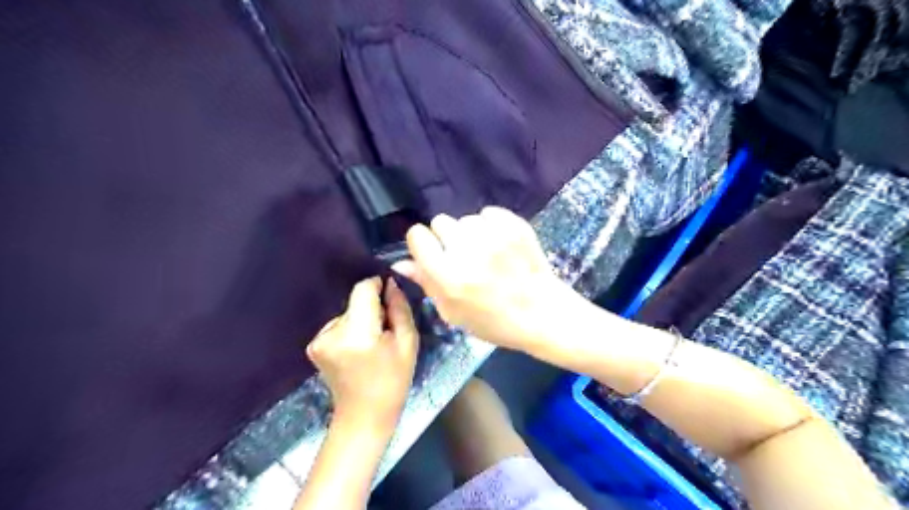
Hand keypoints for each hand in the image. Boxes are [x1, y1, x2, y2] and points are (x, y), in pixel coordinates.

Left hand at [305, 277, 417, 422]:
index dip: (378, 286)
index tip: (390, 296)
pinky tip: (358, 350)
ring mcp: (318, 340)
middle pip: (355, 301)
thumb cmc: (393, 380)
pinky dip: (350, 330)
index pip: (363, 290)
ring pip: (347, 313)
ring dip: (361, 320)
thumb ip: (400, 309)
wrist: (364, 416)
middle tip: (386, 331)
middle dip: (372, 309)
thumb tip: (391, 284)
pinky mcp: (314, 345)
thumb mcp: (408, 343)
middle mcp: (332, 332)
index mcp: (357, 333)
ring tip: (372, 344)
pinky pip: (338, 325)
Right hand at [395, 206, 578, 349]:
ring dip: (470, 233)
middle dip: (446, 238)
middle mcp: (468, 251)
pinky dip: (491, 226)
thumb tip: (400, 262)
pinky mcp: (514, 226)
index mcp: (448, 276)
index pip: (417, 235)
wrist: (541, 313)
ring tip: (486, 254)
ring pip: (466, 219)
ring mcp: (493, 235)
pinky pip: (489, 213)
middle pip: (440, 221)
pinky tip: (501, 246)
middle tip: (463, 257)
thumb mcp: (453, 312)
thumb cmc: (493, 321)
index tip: (432, 253)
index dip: (422, 244)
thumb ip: (426, 283)